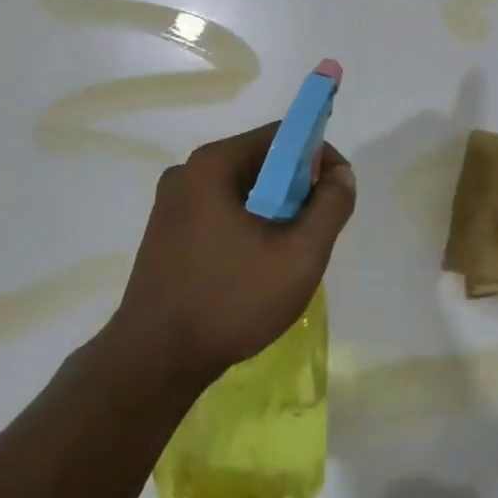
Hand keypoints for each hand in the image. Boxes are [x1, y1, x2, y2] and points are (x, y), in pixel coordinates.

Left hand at [109, 122, 356, 390]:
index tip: (337, 194)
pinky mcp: (164, 233)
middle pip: (259, 162)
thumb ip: (330, 207)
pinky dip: (246, 227)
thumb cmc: (231, 301)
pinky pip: (218, 213)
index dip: (319, 157)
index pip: (281, 136)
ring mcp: (170, 204)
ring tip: (286, 257)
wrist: (155, 361)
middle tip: (314, 233)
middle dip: (296, 190)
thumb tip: (341, 175)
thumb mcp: (299, 255)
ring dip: (272, 212)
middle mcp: (186, 173)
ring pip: (241, 191)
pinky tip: (253, 268)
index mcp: (213, 164)